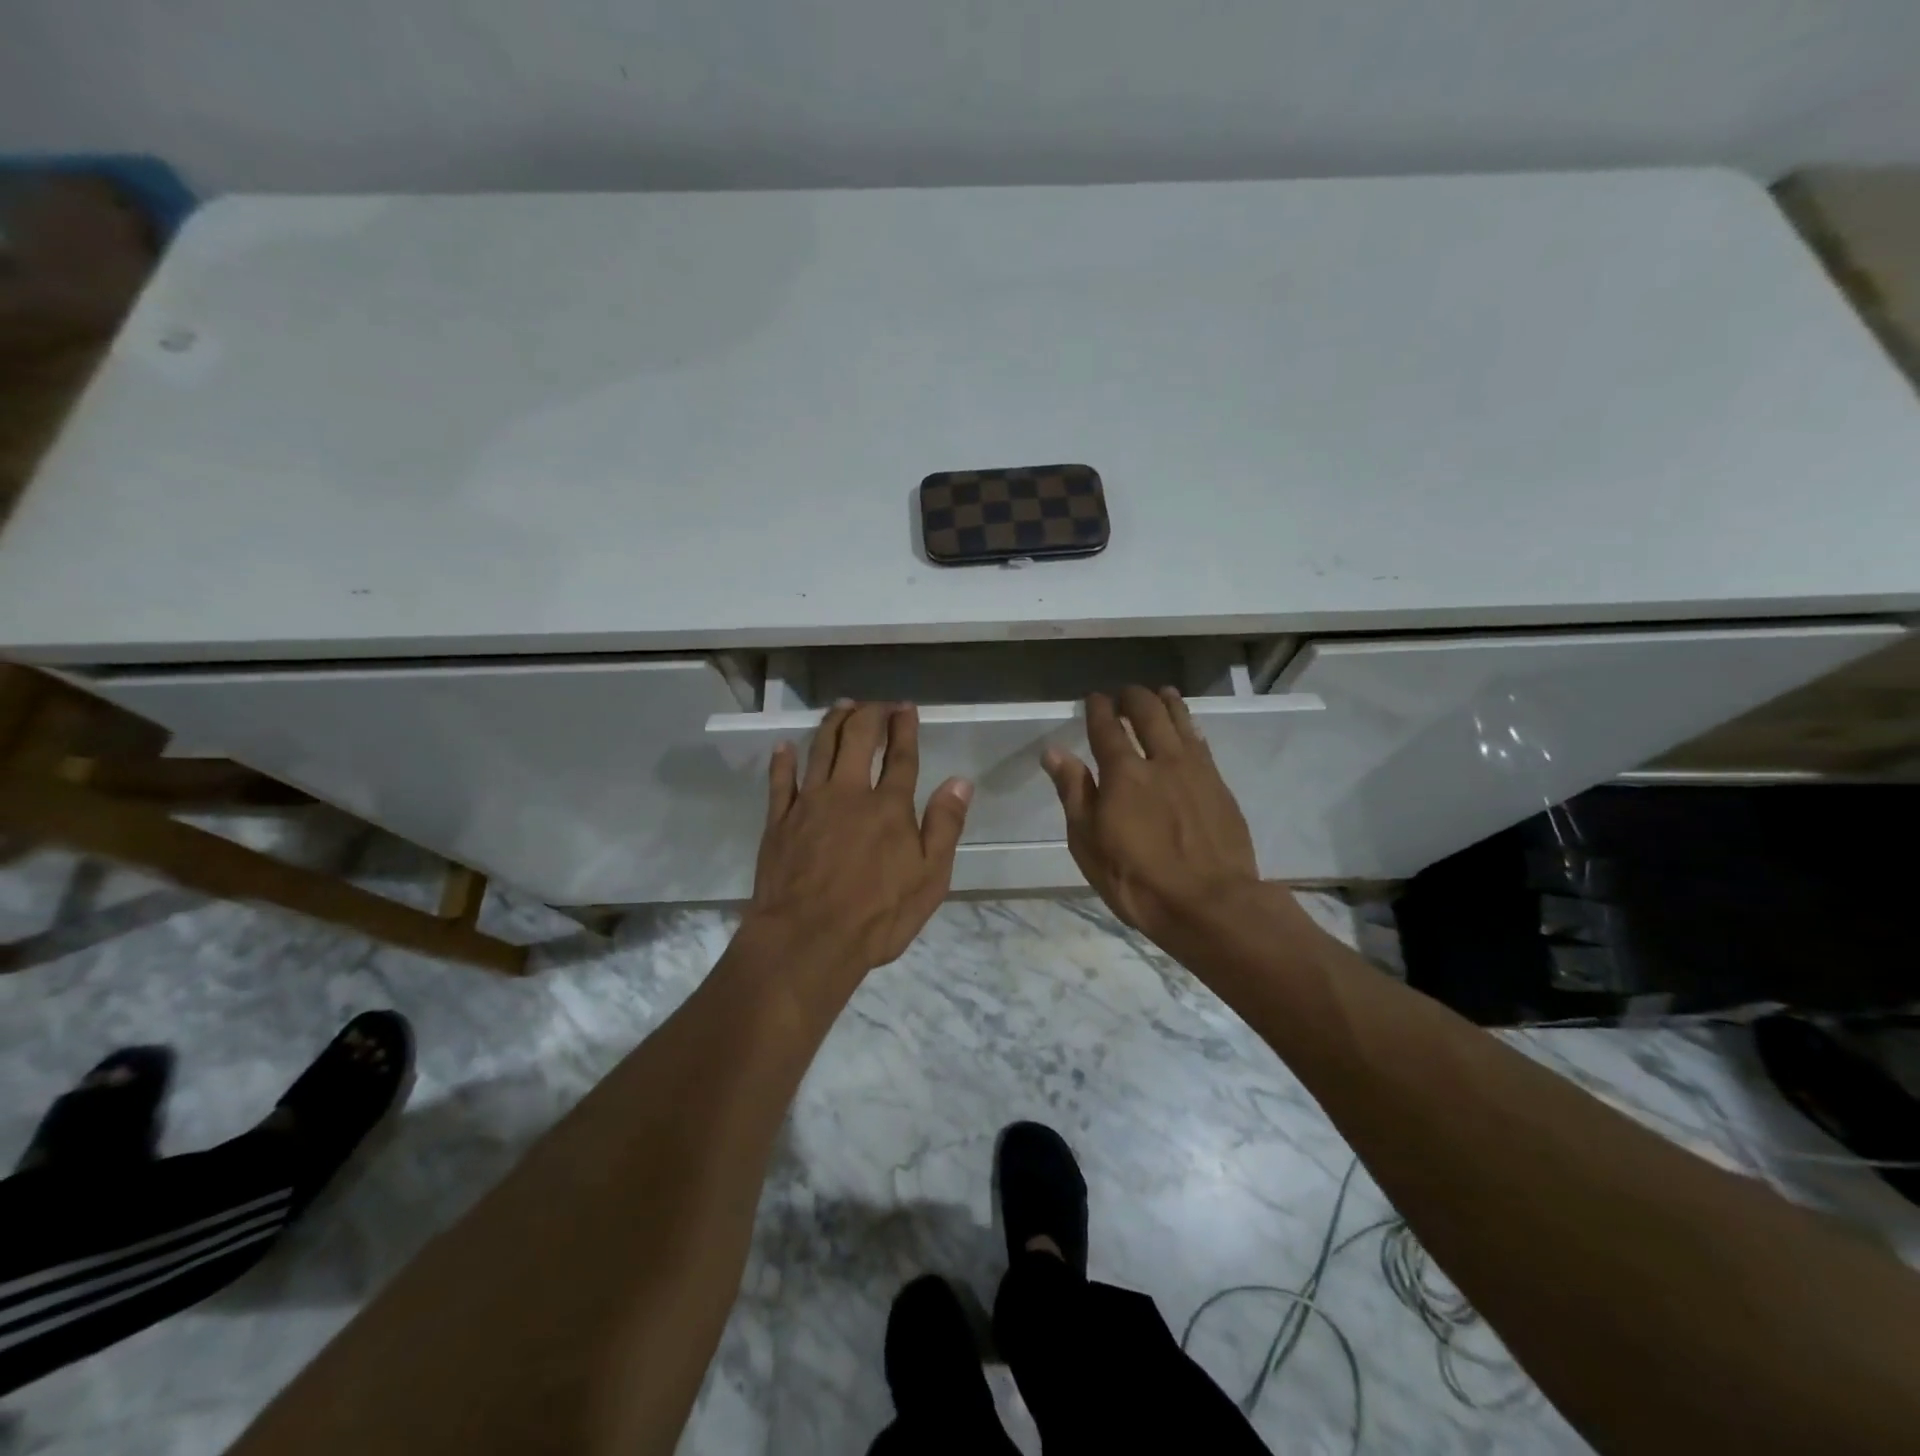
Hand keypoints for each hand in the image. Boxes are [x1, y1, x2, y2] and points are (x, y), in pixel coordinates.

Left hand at [748, 702, 972, 977]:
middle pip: (858, 739)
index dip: (904, 728)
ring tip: (842, 706)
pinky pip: (780, 781)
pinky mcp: (779, 821)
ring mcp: (810, 803)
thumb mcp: (929, 879)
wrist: (807, 940)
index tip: (906, 708)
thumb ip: (944, 826)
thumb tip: (960, 781)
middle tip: (876, 704)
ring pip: (820, 748)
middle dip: (869, 714)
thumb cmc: (877, 916)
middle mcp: (849, 793)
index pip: (901, 756)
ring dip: (833, 723)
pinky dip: (783, 760)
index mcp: (889, 807)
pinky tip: (784, 746)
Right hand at [1043, 687, 1262, 946]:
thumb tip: (1054, 751)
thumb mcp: (1088, 843)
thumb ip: (1074, 792)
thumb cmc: (1137, 880)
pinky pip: (1202, 742)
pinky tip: (1188, 728)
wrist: (1210, 904)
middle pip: (1148, 713)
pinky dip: (1190, 726)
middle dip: (1133, 697)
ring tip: (1160, 694)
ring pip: (1181, 721)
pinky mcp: (1220, 786)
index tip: (1094, 698)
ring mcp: (1196, 770)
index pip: (1107, 728)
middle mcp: (1161, 760)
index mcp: (1123, 773)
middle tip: (1124, 694)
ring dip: (1167, 703)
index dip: (1098, 708)